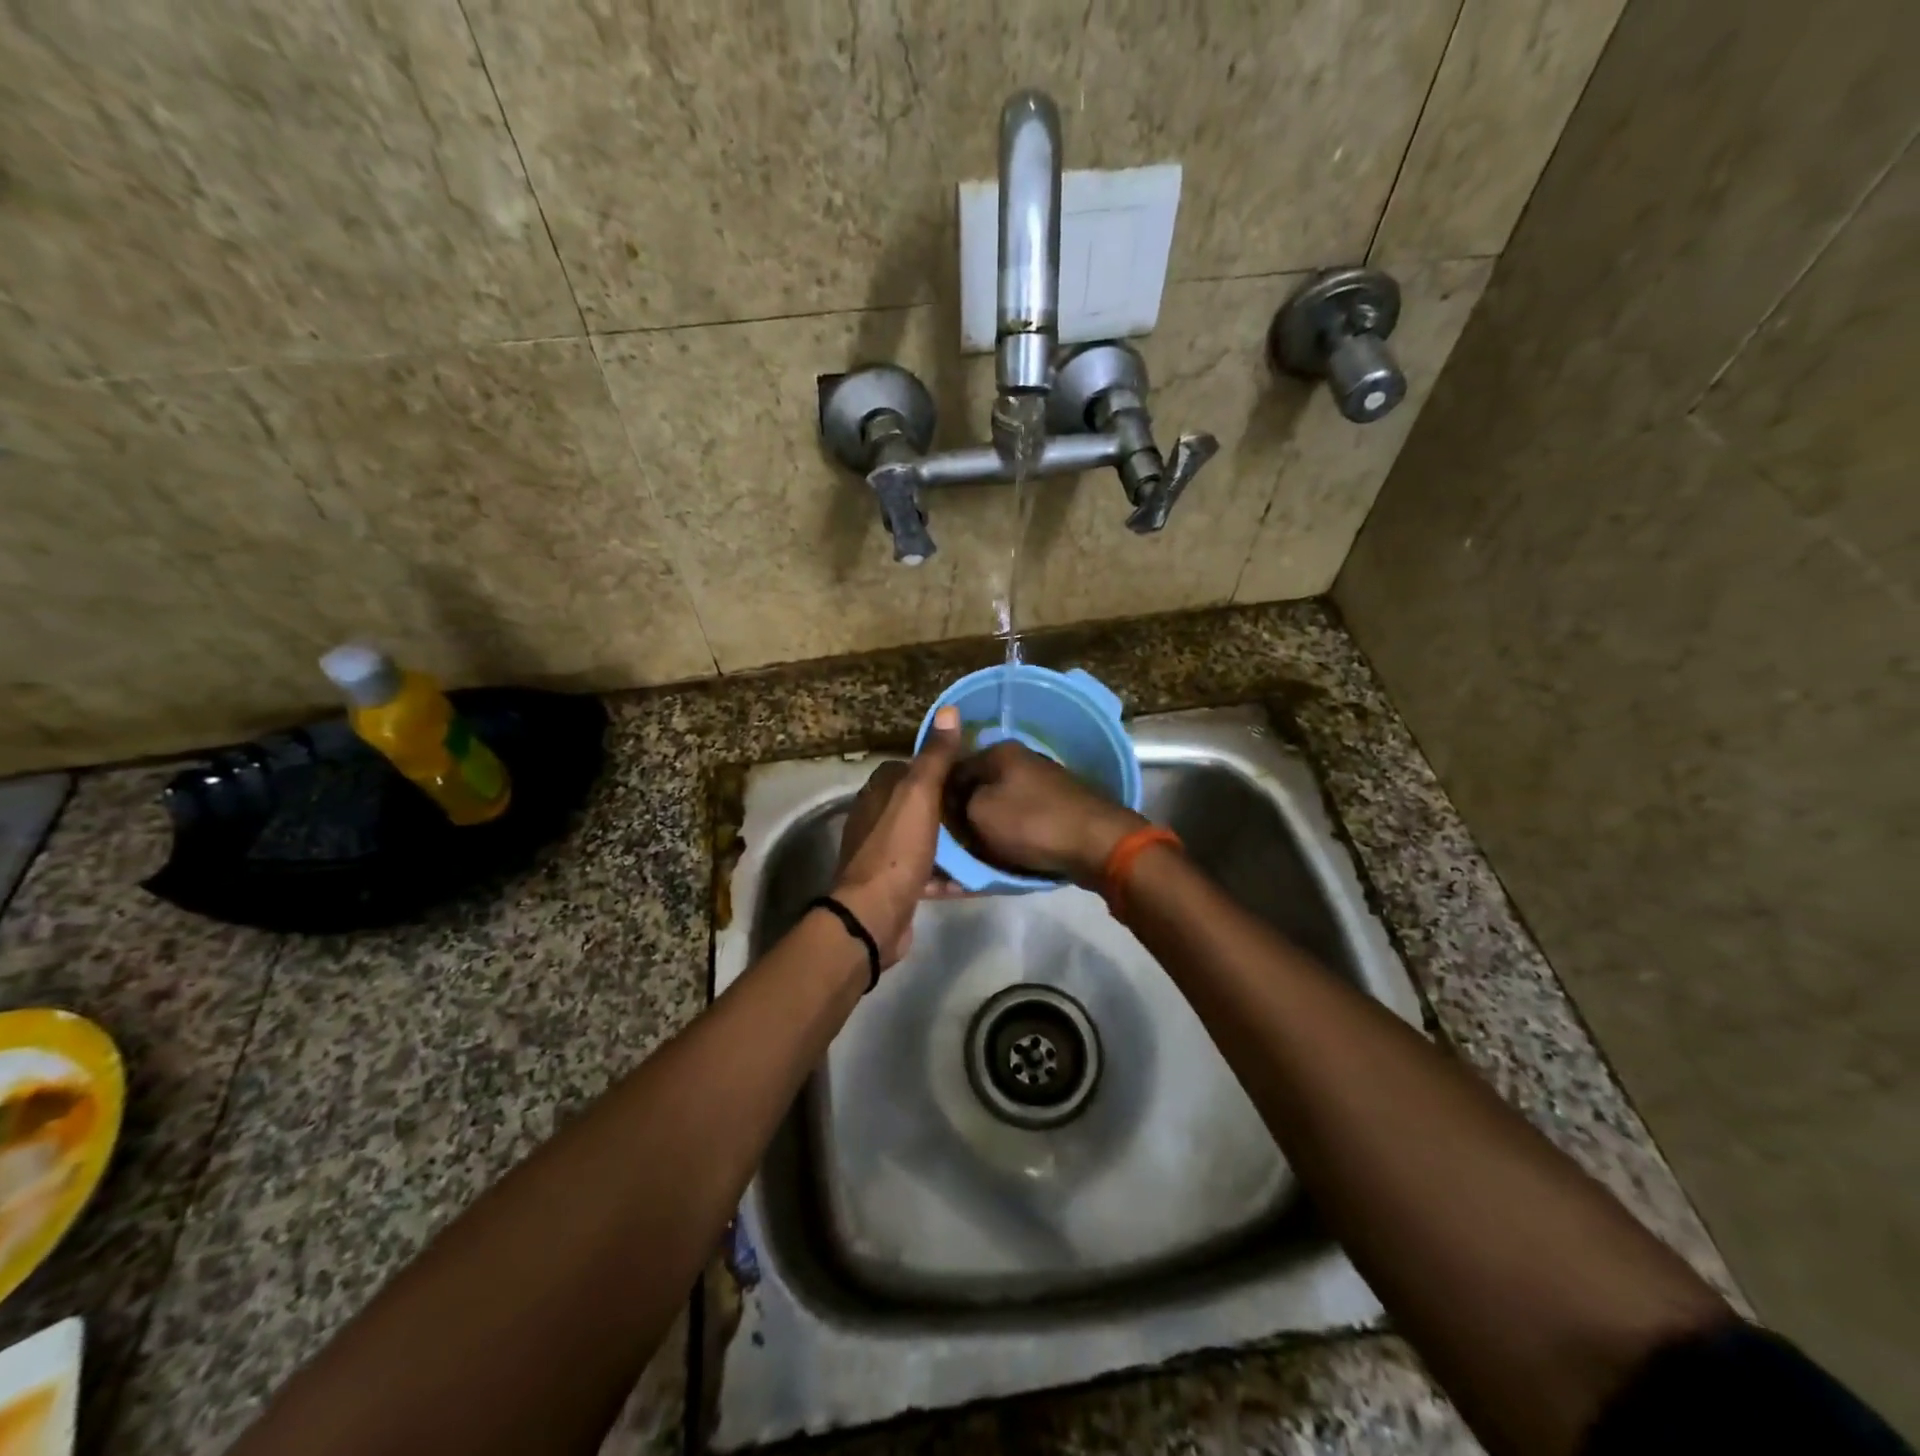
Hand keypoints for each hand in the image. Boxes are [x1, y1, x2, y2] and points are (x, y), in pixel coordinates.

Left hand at [831, 706, 965, 967]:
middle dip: (947, 804)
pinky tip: (973, 875)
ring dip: (949, 840)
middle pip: (917, 804)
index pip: (907, 767)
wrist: (873, 916)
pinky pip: (925, 870)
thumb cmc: (896, 849)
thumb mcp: (919, 795)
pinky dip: (946, 872)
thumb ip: (934, 756)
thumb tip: (948, 710)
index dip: (936, 765)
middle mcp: (875, 819)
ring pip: (922, 838)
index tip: (968, 769)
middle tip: (983, 805)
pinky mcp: (893, 885)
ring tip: (984, 838)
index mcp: (877, 793)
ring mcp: (882, 854)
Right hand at [951, 742, 1147, 886]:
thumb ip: (957, 803)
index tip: (933, 826)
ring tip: (979, 852)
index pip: (953, 769)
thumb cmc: (1031, 824)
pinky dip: (1012, 834)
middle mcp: (1021, 759)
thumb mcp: (978, 813)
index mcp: (999, 752)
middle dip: (965, 812)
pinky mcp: (1059, 805)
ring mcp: (1043, 782)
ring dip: (989, 826)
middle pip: (979, 787)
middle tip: (956, 842)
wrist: (1097, 843)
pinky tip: (1008, 852)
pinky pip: (1023, 818)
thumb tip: (956, 803)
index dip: (939, 798)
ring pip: (1001, 804)